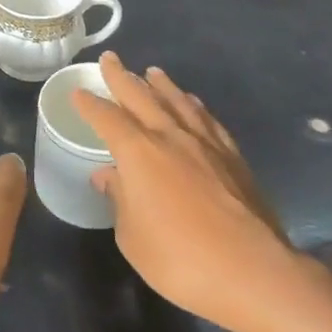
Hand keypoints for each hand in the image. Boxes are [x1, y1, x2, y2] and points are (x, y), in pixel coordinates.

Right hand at [73, 53, 299, 331]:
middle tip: (110, 59)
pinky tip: (193, 104)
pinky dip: (194, 106)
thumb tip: (109, 175)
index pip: (107, 118)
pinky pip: (207, 120)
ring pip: (178, 101)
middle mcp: (170, 137)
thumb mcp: (133, 237)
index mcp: (139, 153)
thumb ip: (120, 199)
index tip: (78, 91)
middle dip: (122, 77)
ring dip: (161, 84)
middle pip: (141, 97)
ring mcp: (206, 144)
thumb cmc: (180, 259)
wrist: (253, 272)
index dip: (90, 104)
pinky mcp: (233, 158)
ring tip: (152, 72)